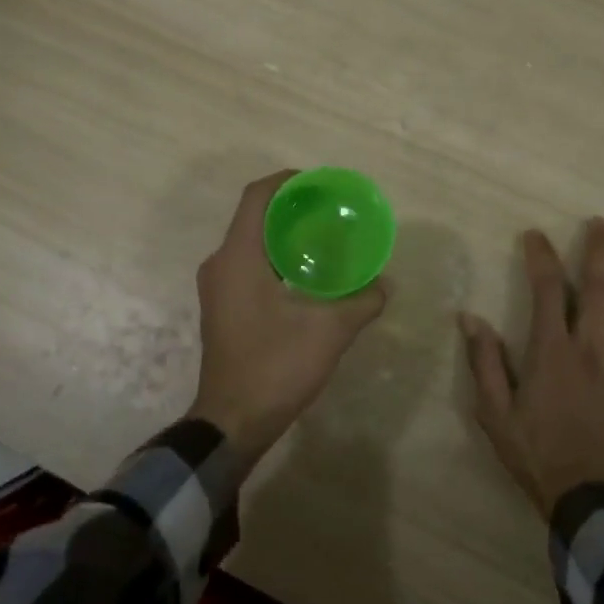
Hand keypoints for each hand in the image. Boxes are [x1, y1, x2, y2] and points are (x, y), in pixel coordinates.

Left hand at [188, 170, 387, 464]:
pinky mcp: (223, 308)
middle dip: (292, 209)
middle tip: (332, 212)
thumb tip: (386, 284)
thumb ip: (362, 302)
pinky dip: (277, 260)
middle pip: (255, 218)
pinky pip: (249, 266)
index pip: (257, 197)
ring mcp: (218, 288)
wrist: (233, 421)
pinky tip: (308, 276)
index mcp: (238, 257)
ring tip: (326, 240)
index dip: (287, 181)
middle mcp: (220, 264)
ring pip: (251, 244)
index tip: (320, 184)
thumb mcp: (329, 332)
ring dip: (285, 237)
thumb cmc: (275, 367)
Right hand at [458, 218, 603, 518]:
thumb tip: (469, 318)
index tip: (535, 235)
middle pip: (599, 290)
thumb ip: (483, 362)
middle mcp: (589, 350)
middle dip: (599, 252)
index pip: (547, 292)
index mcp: (551, 352)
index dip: (541, 258)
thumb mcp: (493, 411)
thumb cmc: (532, 451)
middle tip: (601, 224)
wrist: (582, 493)